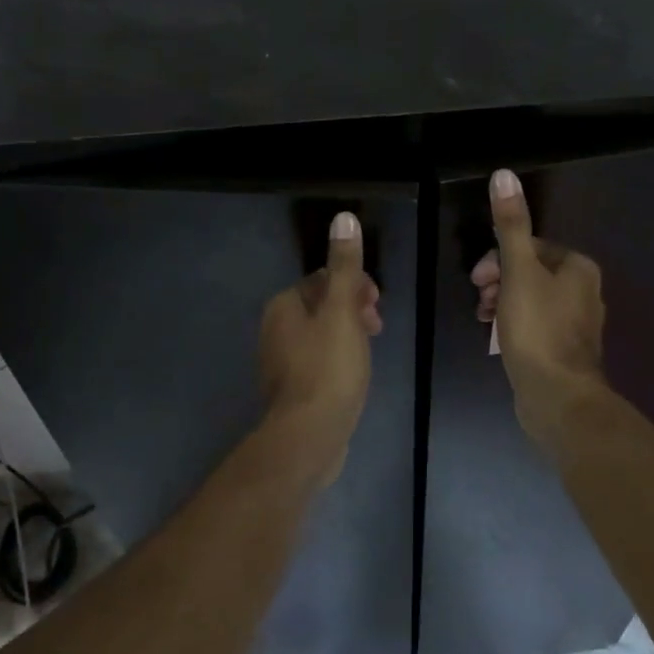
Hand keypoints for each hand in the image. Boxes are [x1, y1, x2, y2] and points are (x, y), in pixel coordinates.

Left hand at [259, 211, 381, 480]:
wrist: (309, 436)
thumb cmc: (328, 368)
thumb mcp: (342, 311)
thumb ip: (344, 266)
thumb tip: (344, 217)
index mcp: (284, 305)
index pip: (322, 279)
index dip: (354, 285)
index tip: (377, 304)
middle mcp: (275, 328)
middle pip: (321, 305)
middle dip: (353, 308)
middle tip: (377, 326)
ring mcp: (281, 360)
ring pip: (321, 333)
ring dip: (348, 333)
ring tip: (370, 351)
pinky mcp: (292, 387)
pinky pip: (319, 359)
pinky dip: (338, 357)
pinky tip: (354, 374)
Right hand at [471, 169, 607, 439]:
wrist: (558, 397)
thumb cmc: (537, 329)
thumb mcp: (518, 271)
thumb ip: (511, 225)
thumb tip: (504, 174)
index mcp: (578, 268)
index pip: (531, 246)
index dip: (498, 258)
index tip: (477, 280)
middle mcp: (584, 291)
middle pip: (531, 272)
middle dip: (499, 281)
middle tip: (480, 300)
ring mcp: (576, 324)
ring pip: (531, 299)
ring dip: (503, 303)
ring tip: (485, 321)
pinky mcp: (565, 350)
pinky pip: (535, 325)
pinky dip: (514, 325)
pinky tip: (499, 339)